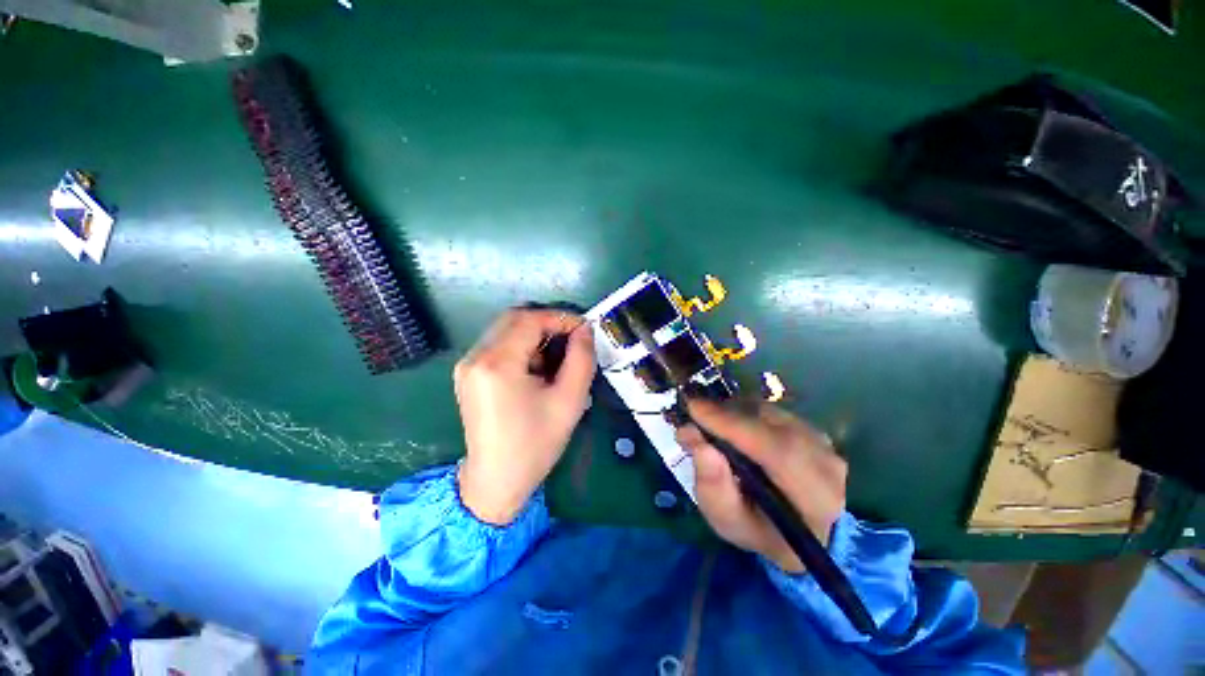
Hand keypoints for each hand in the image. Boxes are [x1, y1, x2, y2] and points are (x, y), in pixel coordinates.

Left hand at [454, 309, 595, 524]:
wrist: (496, 481)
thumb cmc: (535, 444)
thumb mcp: (569, 401)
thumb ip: (581, 358)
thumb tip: (585, 330)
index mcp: (497, 364)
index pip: (530, 320)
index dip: (560, 318)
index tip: (584, 329)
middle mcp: (475, 357)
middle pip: (514, 318)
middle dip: (548, 323)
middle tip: (573, 340)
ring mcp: (467, 365)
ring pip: (505, 329)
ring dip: (534, 334)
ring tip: (556, 358)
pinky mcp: (467, 373)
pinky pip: (497, 344)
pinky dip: (521, 346)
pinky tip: (536, 368)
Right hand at [675, 400, 846, 572]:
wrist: (801, 530)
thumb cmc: (761, 531)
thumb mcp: (729, 521)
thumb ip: (712, 485)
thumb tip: (693, 437)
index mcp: (816, 500)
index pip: (776, 450)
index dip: (731, 425)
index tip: (694, 407)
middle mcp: (828, 465)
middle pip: (771, 423)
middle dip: (727, 414)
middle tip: (694, 414)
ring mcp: (825, 443)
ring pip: (770, 413)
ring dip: (735, 412)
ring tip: (711, 424)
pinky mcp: (814, 429)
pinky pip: (773, 411)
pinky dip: (746, 412)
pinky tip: (731, 425)